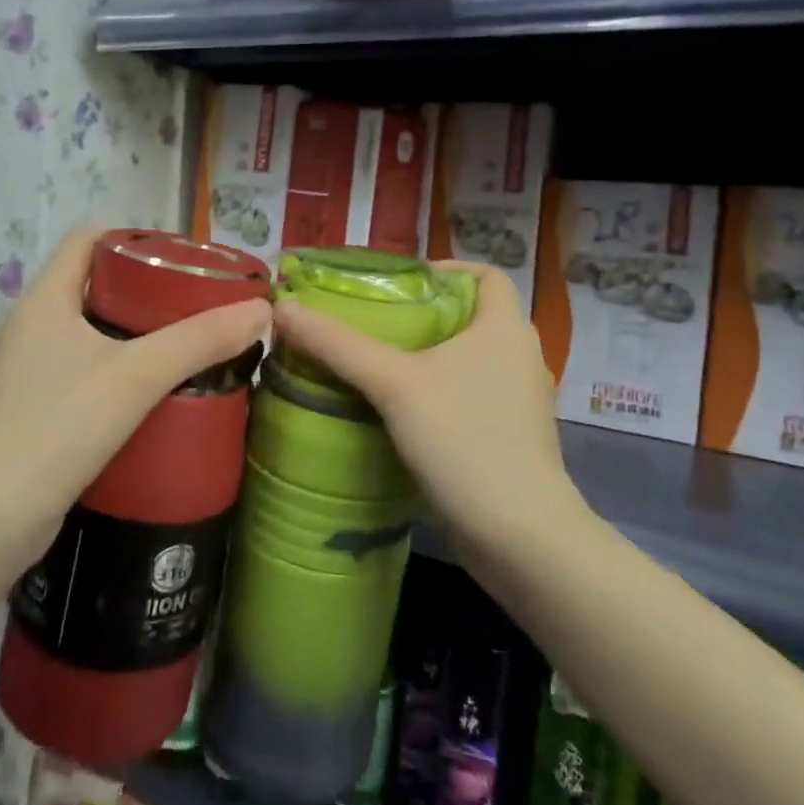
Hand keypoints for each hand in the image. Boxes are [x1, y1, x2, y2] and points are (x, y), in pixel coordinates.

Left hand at [0, 229, 270, 559]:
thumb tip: (262, 312)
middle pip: (91, 287)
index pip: (87, 241)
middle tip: (195, 307)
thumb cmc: (60, 425)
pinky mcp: (27, 414)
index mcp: (44, 301)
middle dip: (144, 292)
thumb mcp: (138, 375)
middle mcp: (27, 329)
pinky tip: (149, 399)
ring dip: (131, 337)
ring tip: (182, 349)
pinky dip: (113, 376)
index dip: (133, 239)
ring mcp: (22, 374)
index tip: (181, 258)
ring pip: (86, 336)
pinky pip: (78, 376)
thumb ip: (200, 340)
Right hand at [272, 261, 573, 550]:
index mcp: (506, 328)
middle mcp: (520, 357)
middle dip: (424, 315)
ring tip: (376, 365)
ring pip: (469, 361)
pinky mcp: (510, 439)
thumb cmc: (464, 440)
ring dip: (429, 358)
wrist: (520, 536)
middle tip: (372, 322)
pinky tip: (399, 413)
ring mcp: (519, 402)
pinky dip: (439, 395)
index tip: (400, 282)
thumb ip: (338, 345)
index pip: (486, 275)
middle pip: (471, 317)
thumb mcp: (394, 384)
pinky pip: (470, 398)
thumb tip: (283, 308)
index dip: (446, 269)